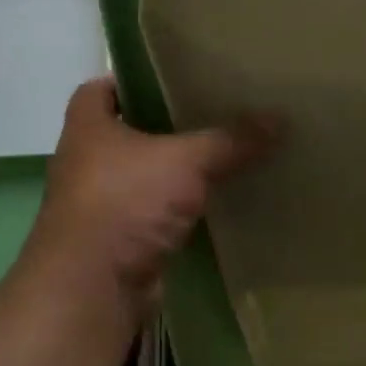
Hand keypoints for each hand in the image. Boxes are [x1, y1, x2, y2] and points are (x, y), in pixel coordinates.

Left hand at [24, 77, 273, 326]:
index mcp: (87, 127)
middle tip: (213, 111)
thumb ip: (230, 140)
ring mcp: (101, 203)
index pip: (101, 89)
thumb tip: (279, 118)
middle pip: (129, 131)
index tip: (173, 77)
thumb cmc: (125, 202)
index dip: (132, 80)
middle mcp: (87, 160)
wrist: (92, 288)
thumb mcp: (186, 161)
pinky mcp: (119, 239)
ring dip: (175, 170)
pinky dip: (180, 207)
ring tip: (224, 153)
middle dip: (166, 125)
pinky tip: (216, 200)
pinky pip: (155, 212)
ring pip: (144, 175)